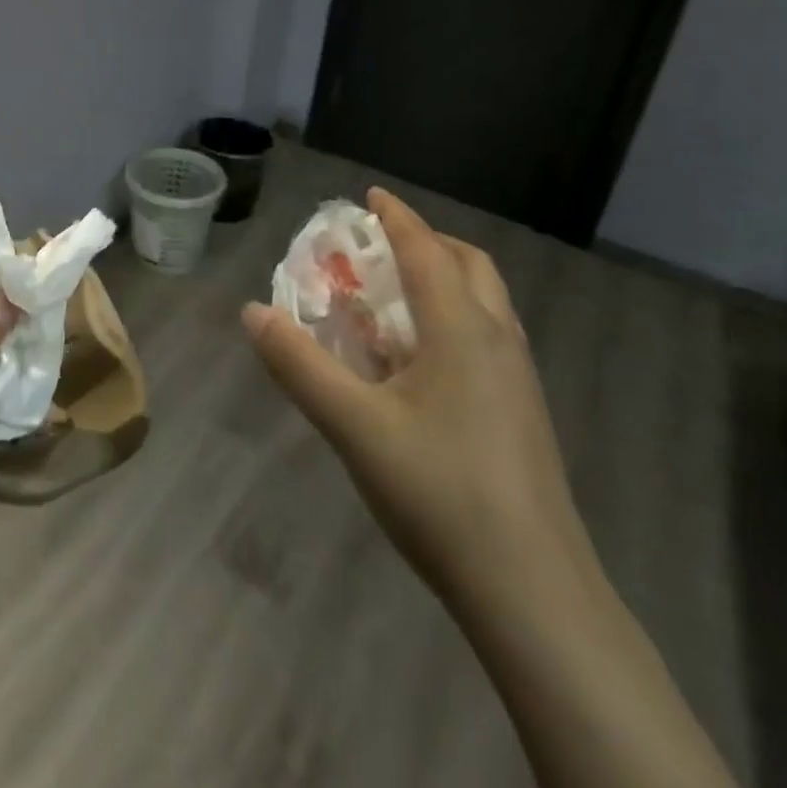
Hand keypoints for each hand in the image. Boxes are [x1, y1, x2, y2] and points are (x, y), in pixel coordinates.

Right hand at [244, 188, 591, 620]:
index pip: (426, 250)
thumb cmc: (440, 493)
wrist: (533, 591)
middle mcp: (497, 339)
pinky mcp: (525, 411)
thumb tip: (252, 312)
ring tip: (398, 298)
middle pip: (469, 264)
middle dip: (427, 242)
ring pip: (486, 301)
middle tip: (383, 247)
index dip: (396, 217)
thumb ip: (299, 365)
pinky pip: (489, 335)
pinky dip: (456, 317)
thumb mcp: (354, 426)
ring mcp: (519, 377)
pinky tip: (425, 361)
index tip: (371, 196)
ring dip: (446, 278)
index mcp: (461, 328)